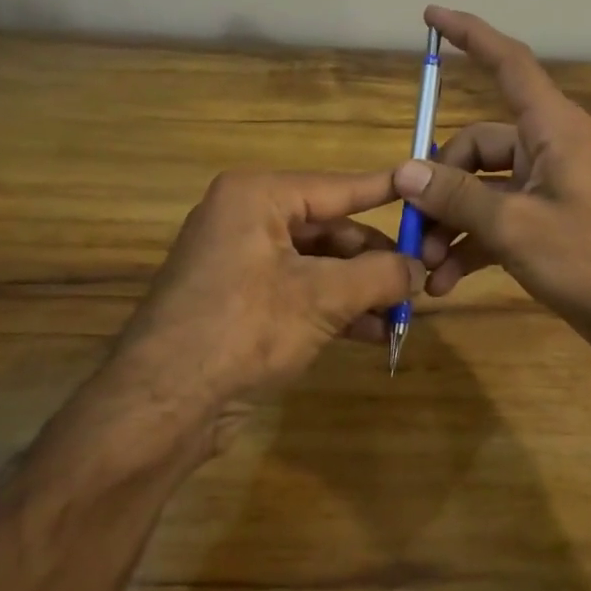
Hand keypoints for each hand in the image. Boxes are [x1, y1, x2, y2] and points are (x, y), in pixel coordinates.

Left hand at [103, 170, 420, 451]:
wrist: (164, 403)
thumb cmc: (245, 329)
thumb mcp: (323, 298)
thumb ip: (380, 275)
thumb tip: (419, 267)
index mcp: (257, 197)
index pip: (338, 187)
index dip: (386, 191)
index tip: (426, 187)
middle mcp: (246, 218)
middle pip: (329, 229)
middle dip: (375, 260)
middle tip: (419, 281)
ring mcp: (239, 261)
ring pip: (317, 265)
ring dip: (360, 290)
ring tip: (404, 313)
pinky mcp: (239, 301)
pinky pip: (298, 292)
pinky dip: (334, 309)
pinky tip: (373, 333)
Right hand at [398, 6, 590, 357]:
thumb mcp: (516, 227)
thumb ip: (458, 197)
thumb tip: (404, 171)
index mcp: (551, 129)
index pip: (509, 64)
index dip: (471, 36)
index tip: (431, 16)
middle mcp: (547, 150)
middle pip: (475, 146)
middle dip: (438, 185)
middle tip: (413, 228)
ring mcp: (545, 189)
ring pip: (479, 190)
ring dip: (448, 224)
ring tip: (425, 266)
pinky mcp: (543, 224)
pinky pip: (493, 222)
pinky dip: (468, 246)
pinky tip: (444, 282)